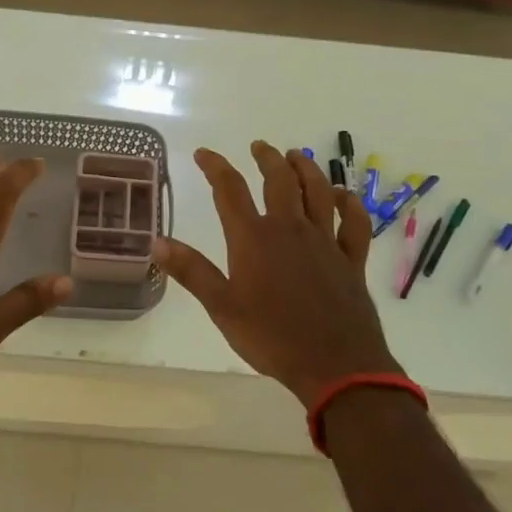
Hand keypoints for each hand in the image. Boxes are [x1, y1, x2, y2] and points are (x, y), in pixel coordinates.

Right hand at [152, 142, 402, 406]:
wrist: (336, 365)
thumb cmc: (272, 337)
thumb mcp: (222, 307)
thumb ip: (191, 271)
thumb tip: (156, 242)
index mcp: (255, 238)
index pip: (230, 190)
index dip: (215, 166)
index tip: (203, 153)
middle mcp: (290, 229)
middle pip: (279, 181)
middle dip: (267, 159)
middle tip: (259, 147)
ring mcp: (325, 241)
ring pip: (318, 192)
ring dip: (306, 169)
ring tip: (296, 156)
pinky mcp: (351, 259)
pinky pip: (355, 223)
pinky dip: (350, 205)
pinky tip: (343, 196)